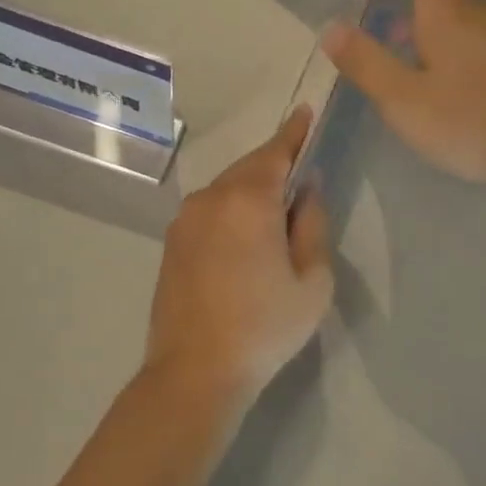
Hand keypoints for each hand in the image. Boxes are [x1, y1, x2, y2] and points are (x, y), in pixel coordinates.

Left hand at [143, 107, 333, 410]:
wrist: (195, 372)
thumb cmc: (265, 327)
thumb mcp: (312, 280)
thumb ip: (312, 224)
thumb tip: (307, 190)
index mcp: (247, 201)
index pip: (276, 152)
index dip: (294, 132)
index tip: (306, 113)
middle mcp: (210, 199)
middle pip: (249, 167)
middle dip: (275, 162)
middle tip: (300, 167)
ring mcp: (185, 221)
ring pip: (227, 188)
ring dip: (252, 188)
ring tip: (277, 206)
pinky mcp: (172, 243)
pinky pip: (210, 210)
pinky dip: (232, 208)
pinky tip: (246, 232)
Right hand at [321, 0, 485, 183]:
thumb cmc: (469, 120)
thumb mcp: (402, 100)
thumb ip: (366, 62)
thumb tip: (331, 27)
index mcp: (449, 12)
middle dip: (416, 6)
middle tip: (395, 39)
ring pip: (474, 17)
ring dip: (444, 32)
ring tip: (427, 72)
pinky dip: (472, 53)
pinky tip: (469, 94)